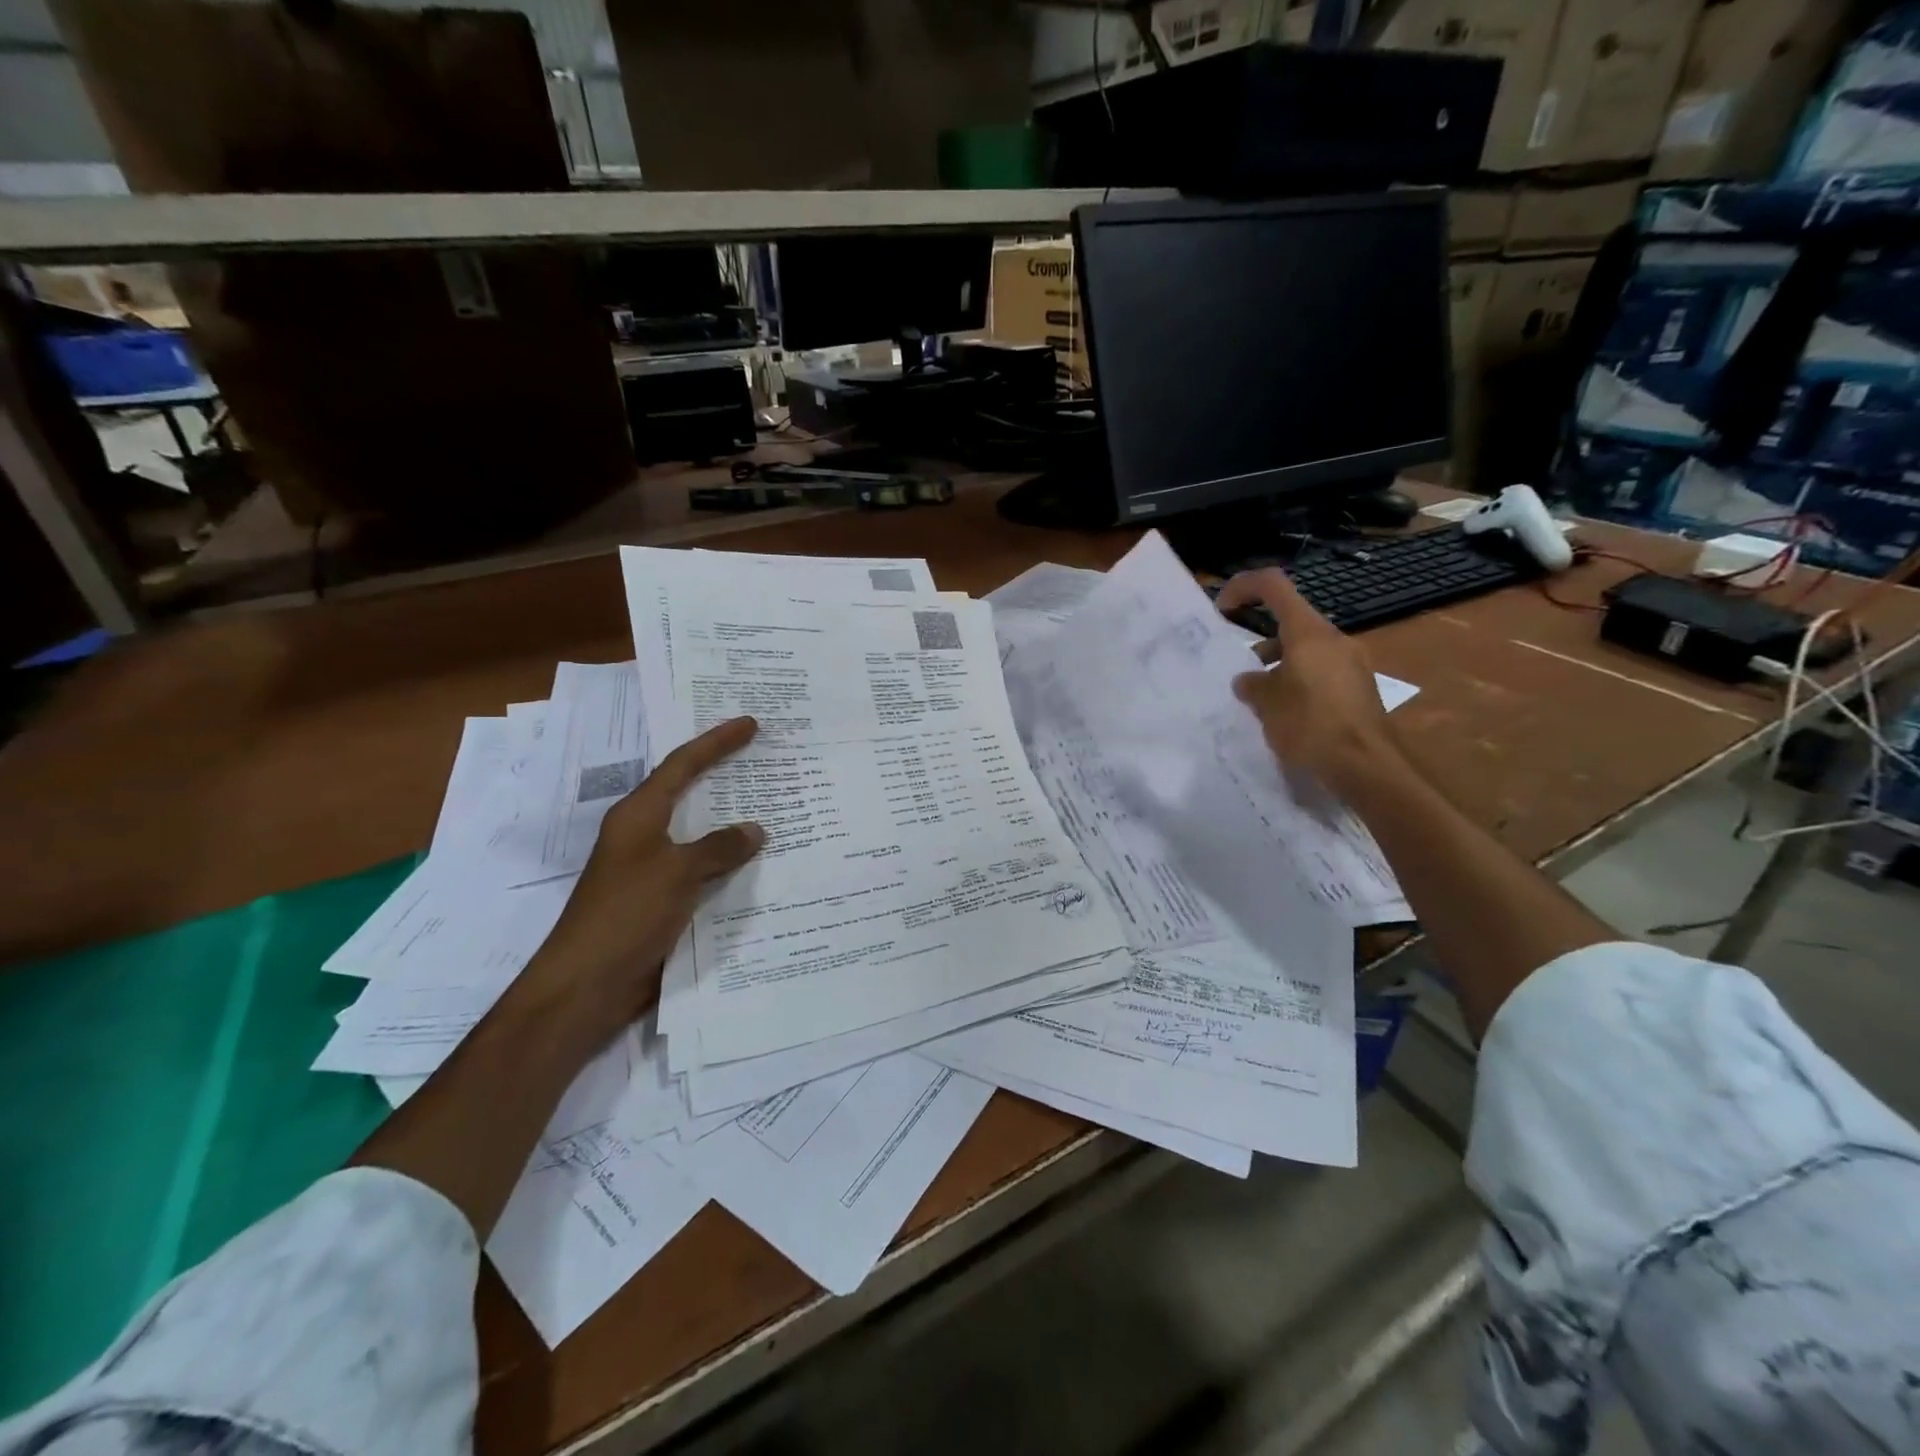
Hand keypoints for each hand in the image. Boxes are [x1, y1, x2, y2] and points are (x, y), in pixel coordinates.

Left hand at [511, 715, 764, 1042]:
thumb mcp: (677, 873)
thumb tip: (755, 830)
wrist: (587, 986)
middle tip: (764, 757)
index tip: (750, 724)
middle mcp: (644, 835)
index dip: (716, 742)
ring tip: (774, 807)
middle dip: (725, 775)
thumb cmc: (626, 915)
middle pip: (689, 794)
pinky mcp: (662, 902)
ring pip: (701, 836)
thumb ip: (719, 848)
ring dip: (732, 824)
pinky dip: (729, 864)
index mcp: (638, 816)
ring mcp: (652, 870)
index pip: (682, 765)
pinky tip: (760, 867)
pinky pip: (704, 872)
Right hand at [1216, 569, 1400, 795]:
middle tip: (1241, 670)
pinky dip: (1299, 680)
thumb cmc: (1309, 725)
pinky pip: (1321, 671)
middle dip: (1261, 641)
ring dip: (1279, 663)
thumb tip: (1248, 679)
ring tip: (1261, 697)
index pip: (1273, 586)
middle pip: (1291, 621)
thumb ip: (1252, 684)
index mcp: (1308, 633)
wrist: (1364, 765)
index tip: (1223, 609)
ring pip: (1306, 649)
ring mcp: (1351, 662)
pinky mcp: (1359, 687)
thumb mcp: (1266, 704)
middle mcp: (1333, 639)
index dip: (1243, 587)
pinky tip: (1287, 712)